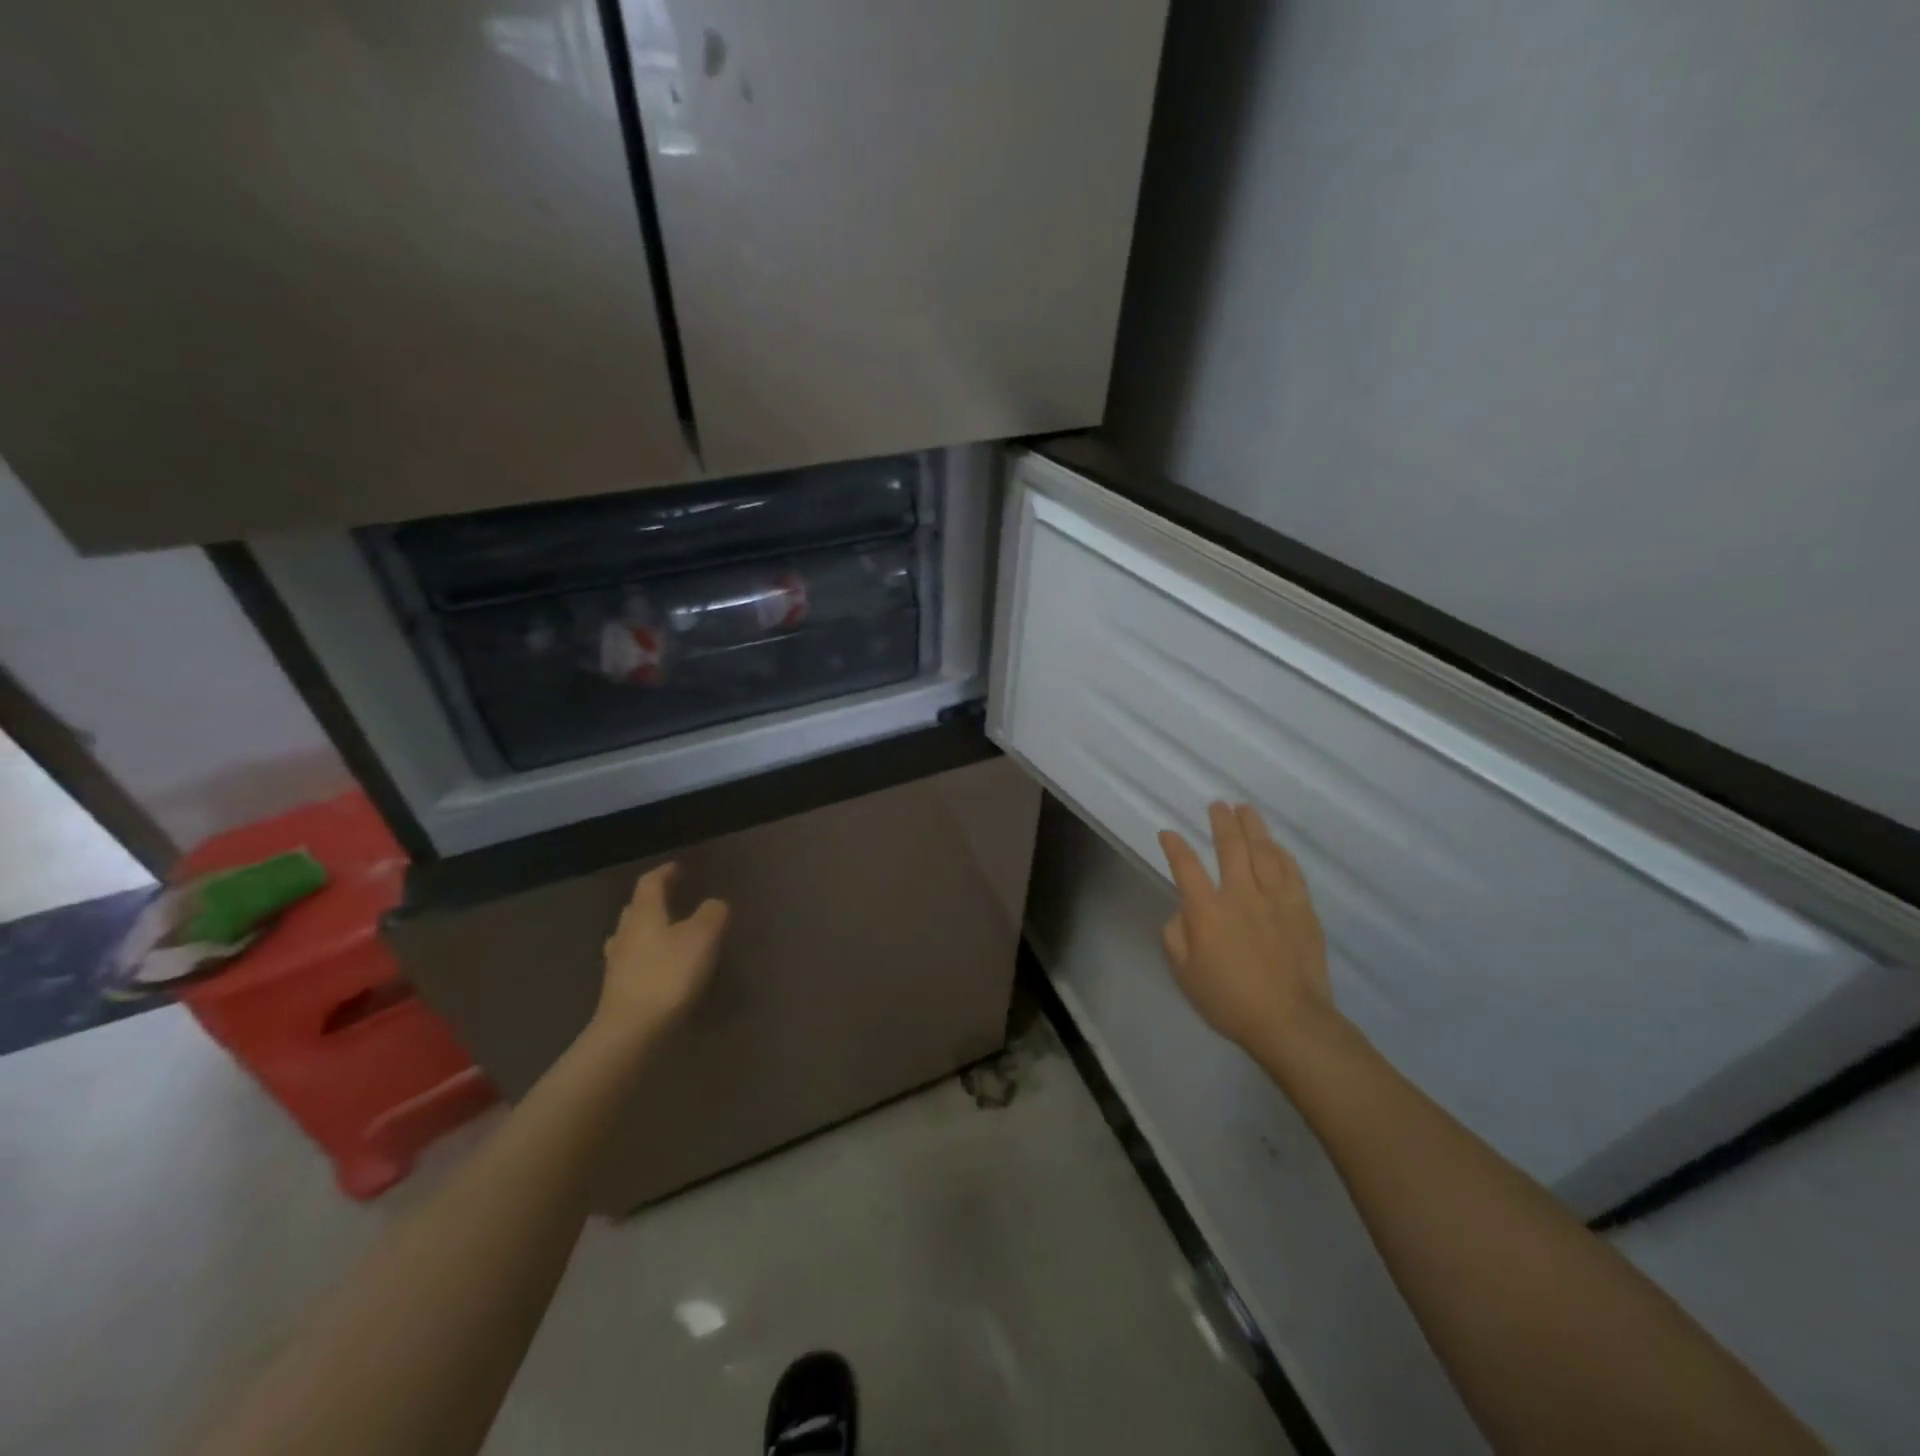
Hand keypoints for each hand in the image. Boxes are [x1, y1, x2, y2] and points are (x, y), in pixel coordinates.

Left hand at [595, 863, 728, 1045]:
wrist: (631, 1032)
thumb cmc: (668, 975)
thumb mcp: (702, 938)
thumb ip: (712, 914)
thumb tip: (713, 904)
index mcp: (644, 912)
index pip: (651, 882)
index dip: (666, 872)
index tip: (680, 868)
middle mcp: (626, 931)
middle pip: (638, 907)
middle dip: (656, 900)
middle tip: (676, 899)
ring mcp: (617, 961)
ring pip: (632, 934)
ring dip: (649, 929)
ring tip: (669, 933)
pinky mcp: (617, 988)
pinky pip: (633, 960)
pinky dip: (647, 955)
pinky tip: (660, 967)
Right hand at [1158, 801, 1336, 1057]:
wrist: (1289, 1021)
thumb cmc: (1229, 1000)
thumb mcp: (1184, 973)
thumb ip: (1176, 935)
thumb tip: (1184, 911)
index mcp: (1207, 910)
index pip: (1186, 867)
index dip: (1174, 847)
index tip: (1168, 834)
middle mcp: (1240, 894)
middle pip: (1230, 847)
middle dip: (1221, 822)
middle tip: (1217, 804)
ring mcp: (1275, 899)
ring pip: (1263, 852)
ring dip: (1252, 827)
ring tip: (1245, 809)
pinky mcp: (1302, 909)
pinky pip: (1290, 871)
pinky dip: (1281, 853)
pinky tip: (1276, 845)